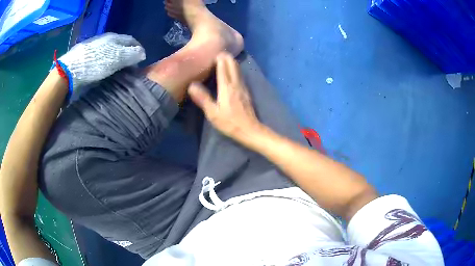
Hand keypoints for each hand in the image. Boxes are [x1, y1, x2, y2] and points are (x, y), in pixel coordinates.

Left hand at [58, 33, 145, 90]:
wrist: (70, 70)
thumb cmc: (95, 63)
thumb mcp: (117, 58)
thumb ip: (131, 54)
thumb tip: (142, 53)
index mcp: (114, 37)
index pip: (131, 40)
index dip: (138, 49)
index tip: (141, 60)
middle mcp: (105, 40)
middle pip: (121, 46)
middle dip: (128, 55)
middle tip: (131, 68)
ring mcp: (95, 48)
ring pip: (111, 53)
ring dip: (117, 61)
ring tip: (120, 71)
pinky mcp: (87, 58)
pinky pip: (101, 59)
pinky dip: (107, 64)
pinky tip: (106, 72)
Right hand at [188, 52, 262, 143]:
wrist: (250, 130)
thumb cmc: (229, 122)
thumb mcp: (212, 113)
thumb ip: (203, 98)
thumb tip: (191, 85)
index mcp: (226, 87)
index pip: (223, 67)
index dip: (219, 58)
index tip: (214, 52)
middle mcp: (236, 83)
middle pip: (233, 65)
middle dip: (226, 57)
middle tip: (218, 53)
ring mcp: (243, 87)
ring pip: (238, 69)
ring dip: (232, 62)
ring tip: (225, 58)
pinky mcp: (247, 92)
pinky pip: (240, 75)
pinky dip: (236, 69)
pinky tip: (233, 71)